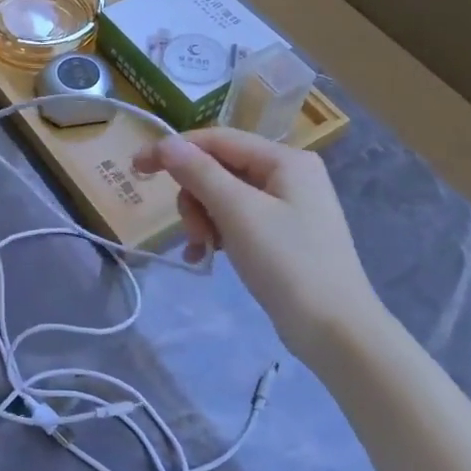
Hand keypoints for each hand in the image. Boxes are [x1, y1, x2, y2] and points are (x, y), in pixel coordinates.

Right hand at [133, 128, 384, 355]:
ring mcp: (287, 206)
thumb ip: (199, 173)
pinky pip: (237, 221)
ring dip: (203, 219)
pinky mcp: (283, 235)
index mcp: (285, 160)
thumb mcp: (238, 212)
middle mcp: (288, 175)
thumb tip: (165, 143)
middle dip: (195, 196)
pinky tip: (204, 257)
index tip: (136, 168)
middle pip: (219, 169)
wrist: (335, 330)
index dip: (174, 150)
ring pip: (224, 197)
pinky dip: (217, 234)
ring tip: (202, 248)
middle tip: (193, 230)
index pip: (217, 139)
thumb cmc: (287, 263)